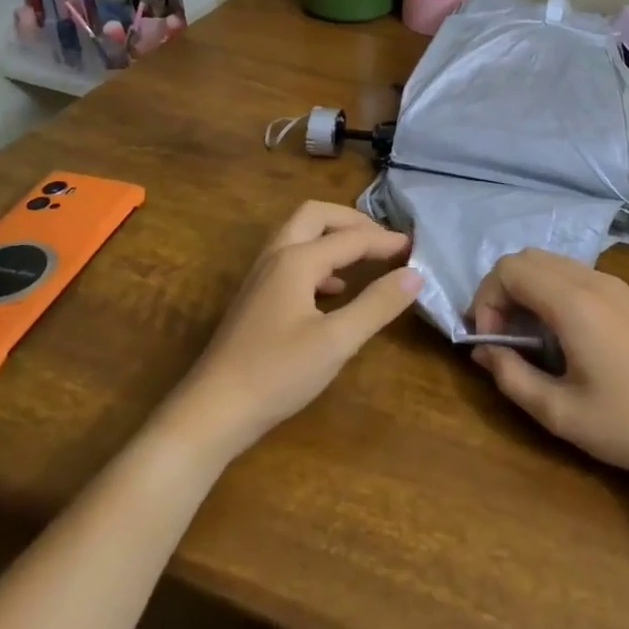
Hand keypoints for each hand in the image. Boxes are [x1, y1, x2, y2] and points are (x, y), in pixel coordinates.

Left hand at [161, 202, 422, 461]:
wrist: (212, 412)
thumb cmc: (277, 374)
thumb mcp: (337, 341)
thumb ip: (377, 304)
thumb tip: (415, 274)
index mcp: (297, 260)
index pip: (350, 238)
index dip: (385, 240)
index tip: (416, 247)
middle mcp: (276, 257)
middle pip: (315, 216)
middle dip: (353, 221)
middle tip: (384, 240)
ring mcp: (261, 277)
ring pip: (300, 236)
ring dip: (334, 238)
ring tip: (366, 258)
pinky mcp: (256, 298)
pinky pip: (292, 260)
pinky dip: (320, 262)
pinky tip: (335, 290)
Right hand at [468, 249, 628, 483]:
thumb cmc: (626, 424)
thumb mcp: (558, 412)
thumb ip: (511, 377)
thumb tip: (482, 352)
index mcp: (573, 303)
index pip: (509, 270)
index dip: (486, 300)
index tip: (490, 342)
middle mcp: (592, 281)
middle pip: (526, 258)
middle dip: (501, 291)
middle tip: (501, 336)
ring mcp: (612, 285)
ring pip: (550, 262)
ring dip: (525, 289)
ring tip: (525, 336)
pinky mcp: (625, 296)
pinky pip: (573, 274)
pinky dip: (549, 290)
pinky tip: (557, 332)